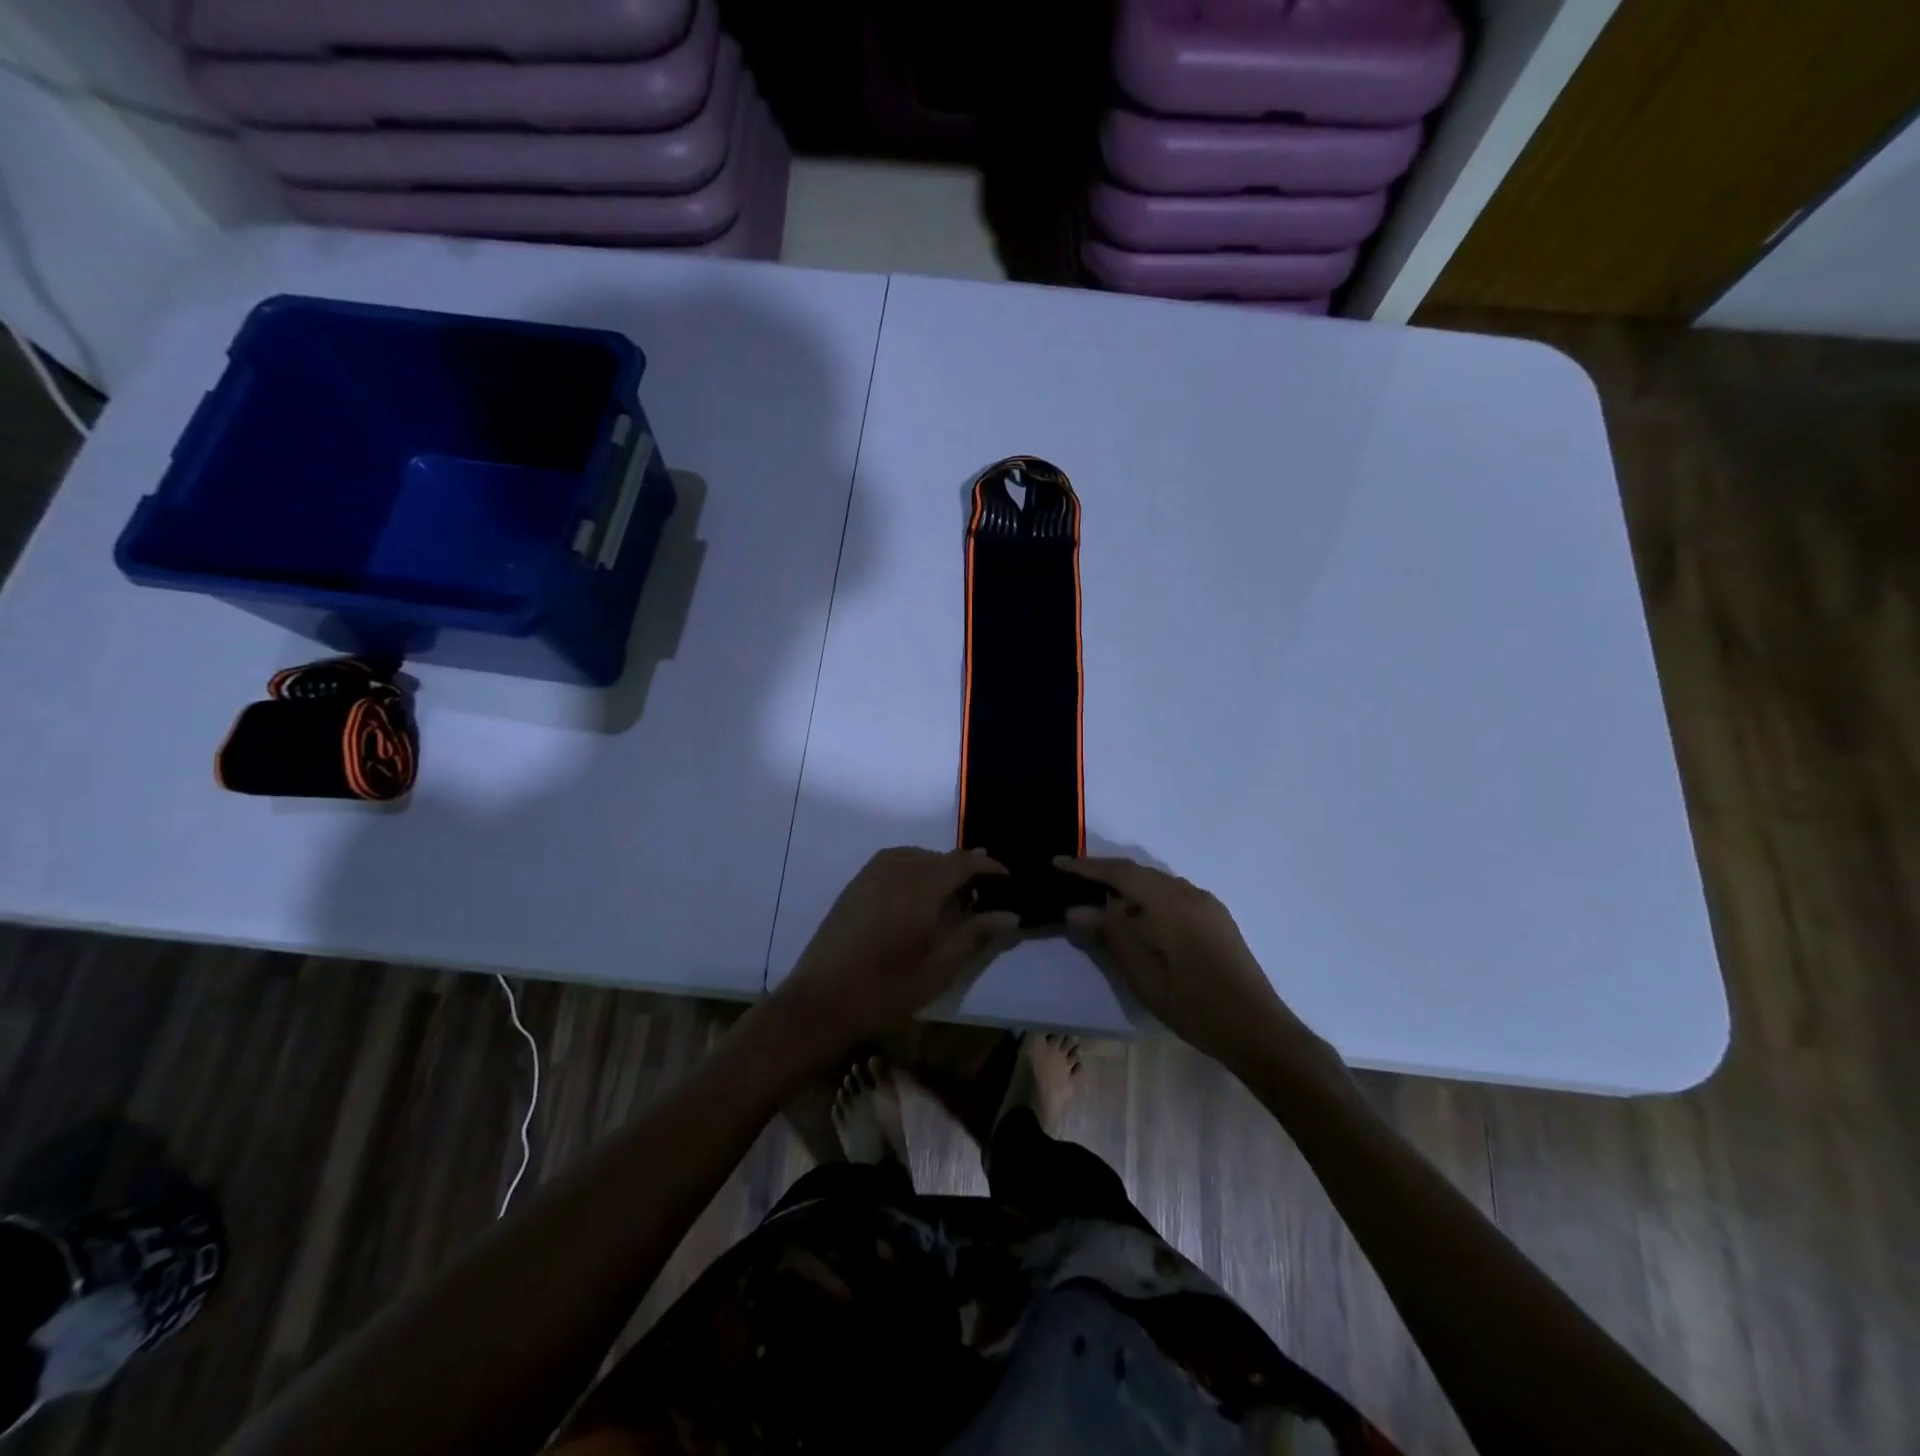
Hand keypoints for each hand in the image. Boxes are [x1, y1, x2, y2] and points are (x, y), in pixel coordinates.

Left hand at [773, 848, 1020, 1058]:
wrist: (819, 1002)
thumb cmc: (886, 990)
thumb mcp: (939, 969)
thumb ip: (975, 935)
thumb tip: (1010, 914)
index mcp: (920, 886)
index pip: (964, 862)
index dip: (989, 867)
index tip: (1008, 880)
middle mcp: (896, 869)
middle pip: (940, 857)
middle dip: (965, 870)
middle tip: (983, 897)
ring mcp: (871, 874)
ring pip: (916, 857)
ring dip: (938, 869)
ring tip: (953, 897)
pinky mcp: (855, 885)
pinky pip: (894, 863)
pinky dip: (914, 871)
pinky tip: (917, 899)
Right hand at [1060, 855, 1324, 1068]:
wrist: (1256, 1028)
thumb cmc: (1191, 1003)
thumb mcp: (1140, 972)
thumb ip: (1108, 934)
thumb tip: (1076, 909)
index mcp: (1168, 900)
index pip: (1119, 872)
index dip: (1085, 867)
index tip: (1056, 862)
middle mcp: (1188, 892)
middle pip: (1139, 872)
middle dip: (1105, 874)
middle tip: (1074, 881)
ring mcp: (1207, 904)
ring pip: (1158, 884)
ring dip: (1128, 887)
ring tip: (1102, 901)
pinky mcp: (1217, 920)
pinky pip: (1174, 895)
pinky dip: (1149, 898)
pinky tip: (1140, 919)